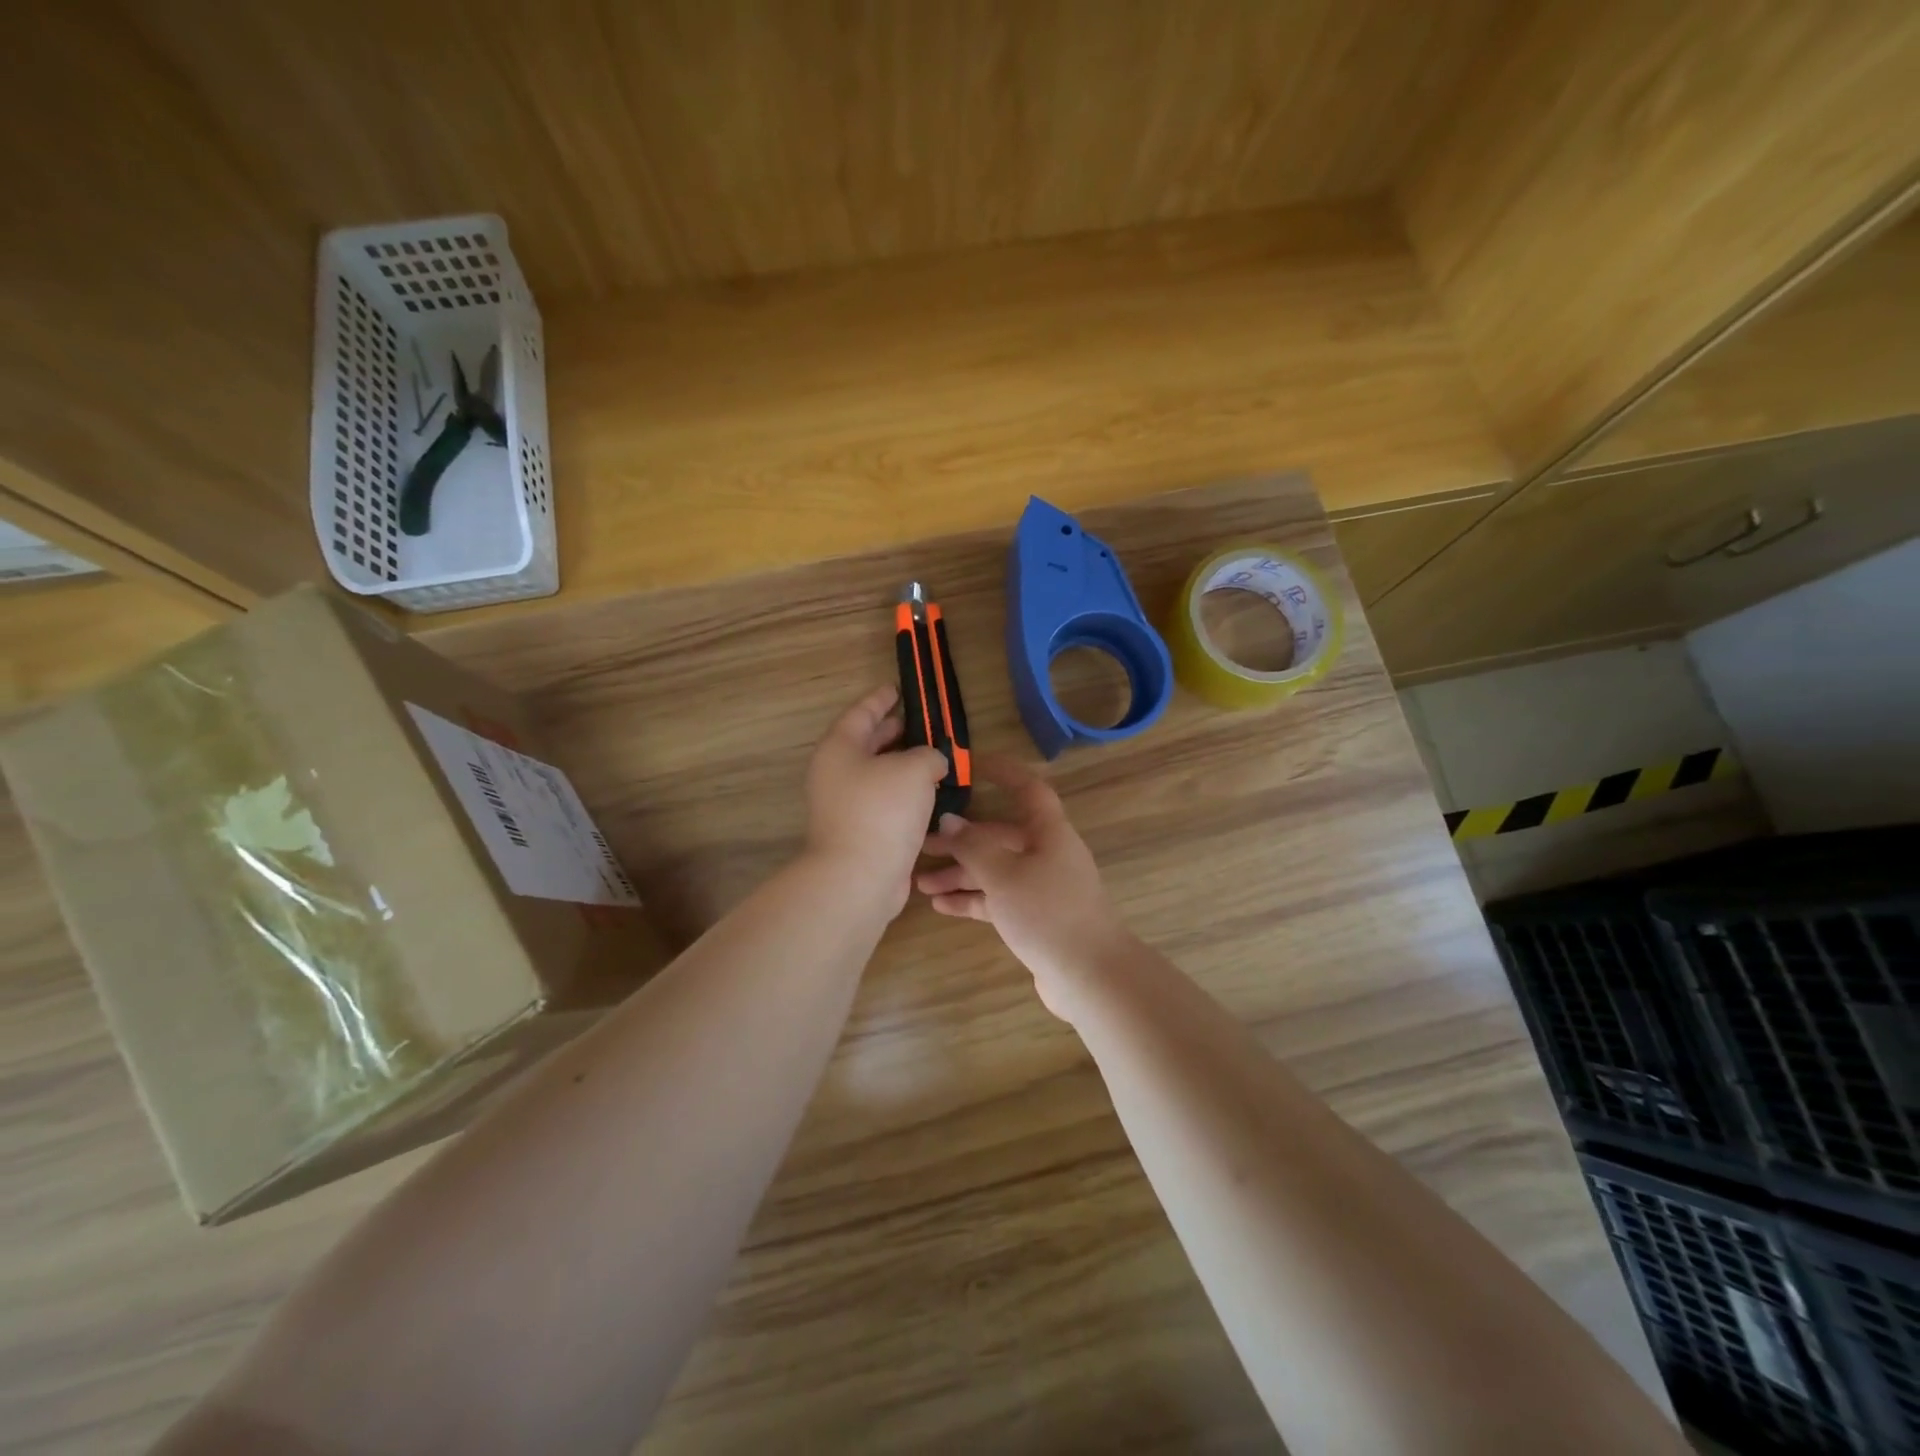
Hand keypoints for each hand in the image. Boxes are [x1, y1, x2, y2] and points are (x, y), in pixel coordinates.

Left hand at [804, 685, 949, 912]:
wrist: (859, 877)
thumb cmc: (882, 810)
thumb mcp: (914, 768)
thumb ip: (928, 755)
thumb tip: (932, 763)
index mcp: (840, 748)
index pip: (861, 712)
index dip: (881, 698)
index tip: (897, 688)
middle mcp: (837, 774)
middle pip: (866, 743)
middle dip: (893, 732)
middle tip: (919, 723)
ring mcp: (846, 806)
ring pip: (877, 775)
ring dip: (903, 765)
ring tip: (933, 757)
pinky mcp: (860, 832)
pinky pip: (884, 802)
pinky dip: (905, 794)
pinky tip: (930, 794)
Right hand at [915, 756, 1132, 1019]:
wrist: (1090, 975)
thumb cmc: (1047, 912)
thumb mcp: (1004, 875)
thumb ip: (974, 846)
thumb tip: (951, 820)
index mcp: (1049, 832)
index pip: (1027, 788)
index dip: (1002, 772)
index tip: (970, 763)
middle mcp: (1047, 854)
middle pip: (1000, 836)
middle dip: (961, 839)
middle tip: (921, 842)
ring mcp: (1042, 887)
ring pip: (995, 870)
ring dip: (960, 873)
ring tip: (920, 881)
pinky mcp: (1036, 918)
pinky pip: (998, 899)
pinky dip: (972, 899)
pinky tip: (940, 905)